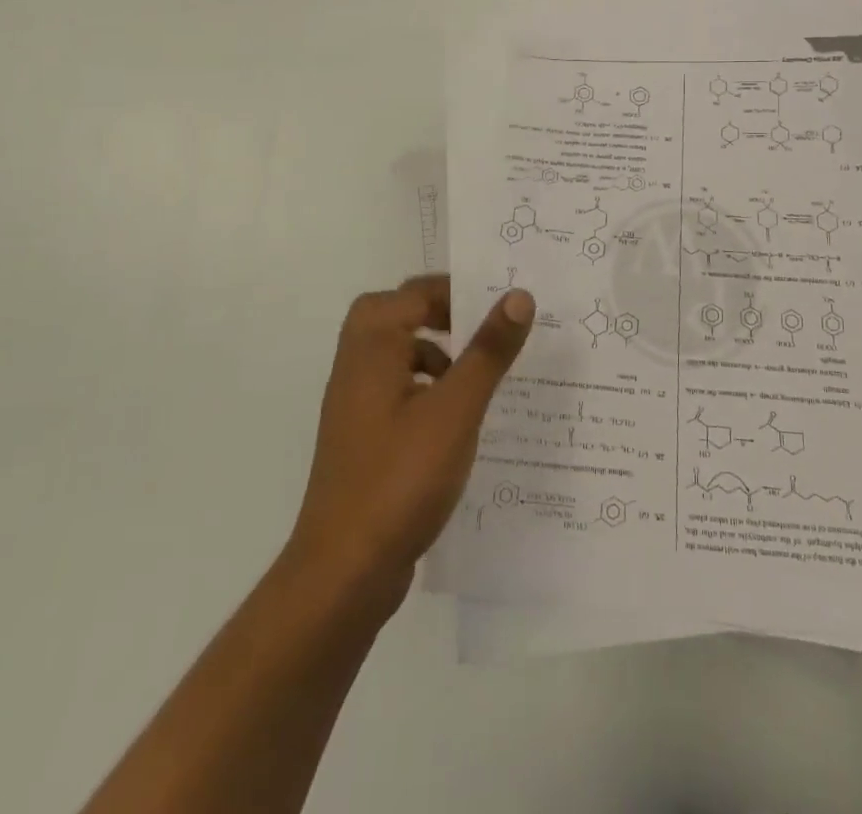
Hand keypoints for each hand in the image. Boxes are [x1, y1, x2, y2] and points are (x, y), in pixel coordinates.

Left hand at [286, 276, 533, 610]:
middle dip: (440, 314)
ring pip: (396, 353)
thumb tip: (518, 295)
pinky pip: (396, 389)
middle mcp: (356, 366)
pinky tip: (457, 418)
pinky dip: (426, 387)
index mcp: (372, 348)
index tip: (498, 301)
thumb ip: (487, 351)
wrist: (343, 572)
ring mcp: (355, 404)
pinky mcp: (362, 437)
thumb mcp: (456, 410)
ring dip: (434, 350)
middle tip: (483, 327)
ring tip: (477, 372)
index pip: (413, 293)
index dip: (456, 289)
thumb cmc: (400, 479)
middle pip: (396, 314)